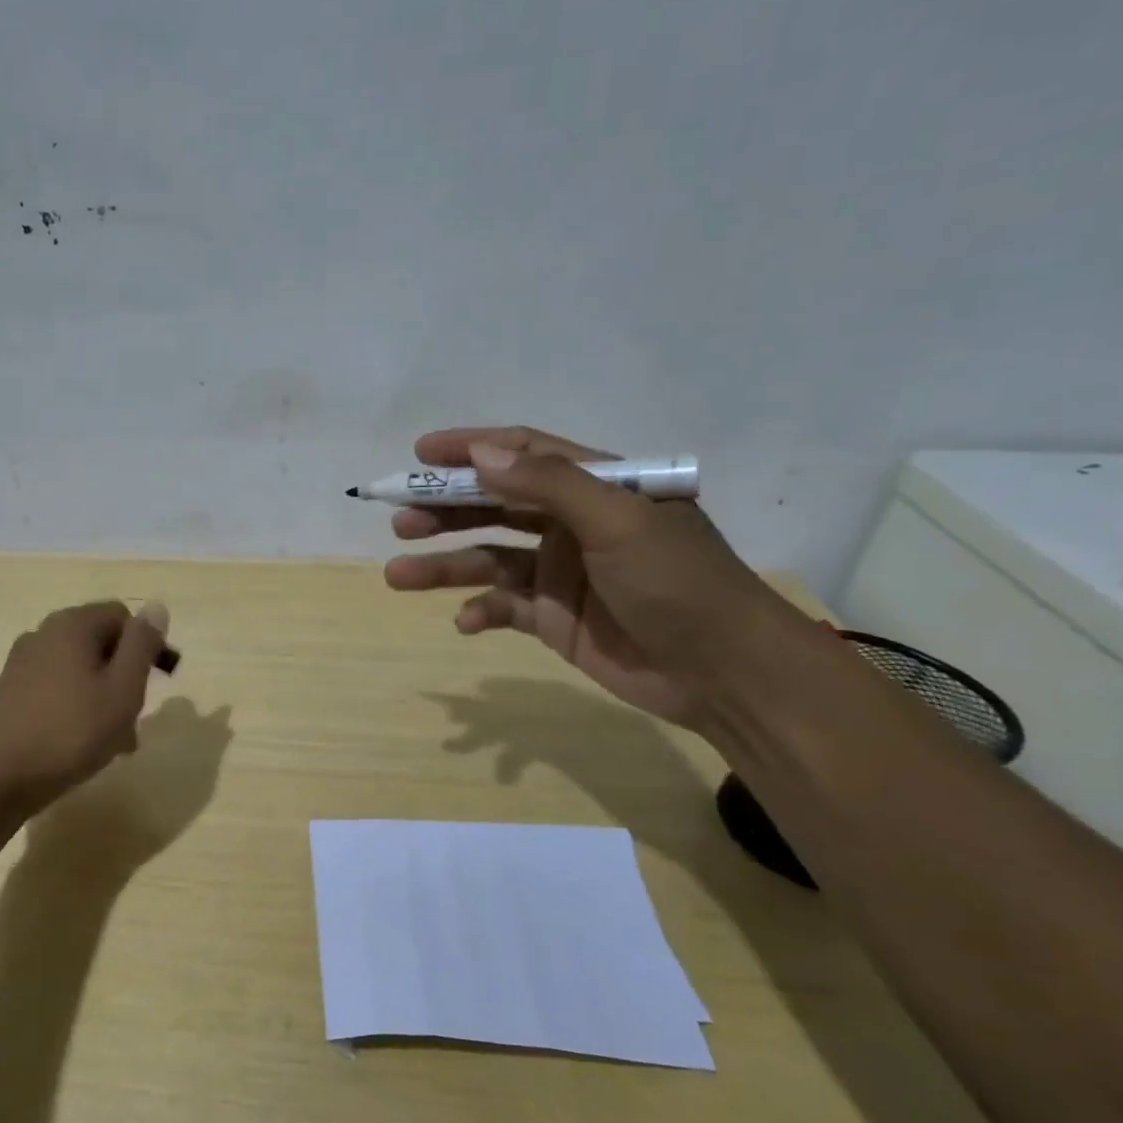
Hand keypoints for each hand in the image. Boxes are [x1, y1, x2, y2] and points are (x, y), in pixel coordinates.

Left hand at [0, 600, 169, 811]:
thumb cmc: (71, 731)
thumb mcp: (123, 689)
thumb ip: (142, 644)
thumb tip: (156, 606)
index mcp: (73, 624)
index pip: (123, 616)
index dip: (147, 644)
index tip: (159, 682)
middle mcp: (45, 633)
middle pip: (101, 643)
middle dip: (125, 676)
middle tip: (137, 717)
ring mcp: (23, 663)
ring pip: (80, 670)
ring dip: (105, 697)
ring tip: (117, 743)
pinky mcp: (10, 692)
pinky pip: (58, 689)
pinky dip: (78, 707)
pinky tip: (83, 744)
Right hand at [383, 427, 799, 728]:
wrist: (724, 673)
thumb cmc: (678, 582)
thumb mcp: (618, 521)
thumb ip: (548, 484)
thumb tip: (479, 452)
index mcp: (596, 487)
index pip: (523, 453)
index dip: (470, 449)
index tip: (420, 454)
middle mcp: (572, 524)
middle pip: (495, 506)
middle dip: (445, 511)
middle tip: (399, 520)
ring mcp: (559, 573)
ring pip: (488, 559)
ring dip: (444, 566)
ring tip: (399, 574)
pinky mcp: (552, 619)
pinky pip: (502, 608)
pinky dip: (480, 612)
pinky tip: (466, 622)